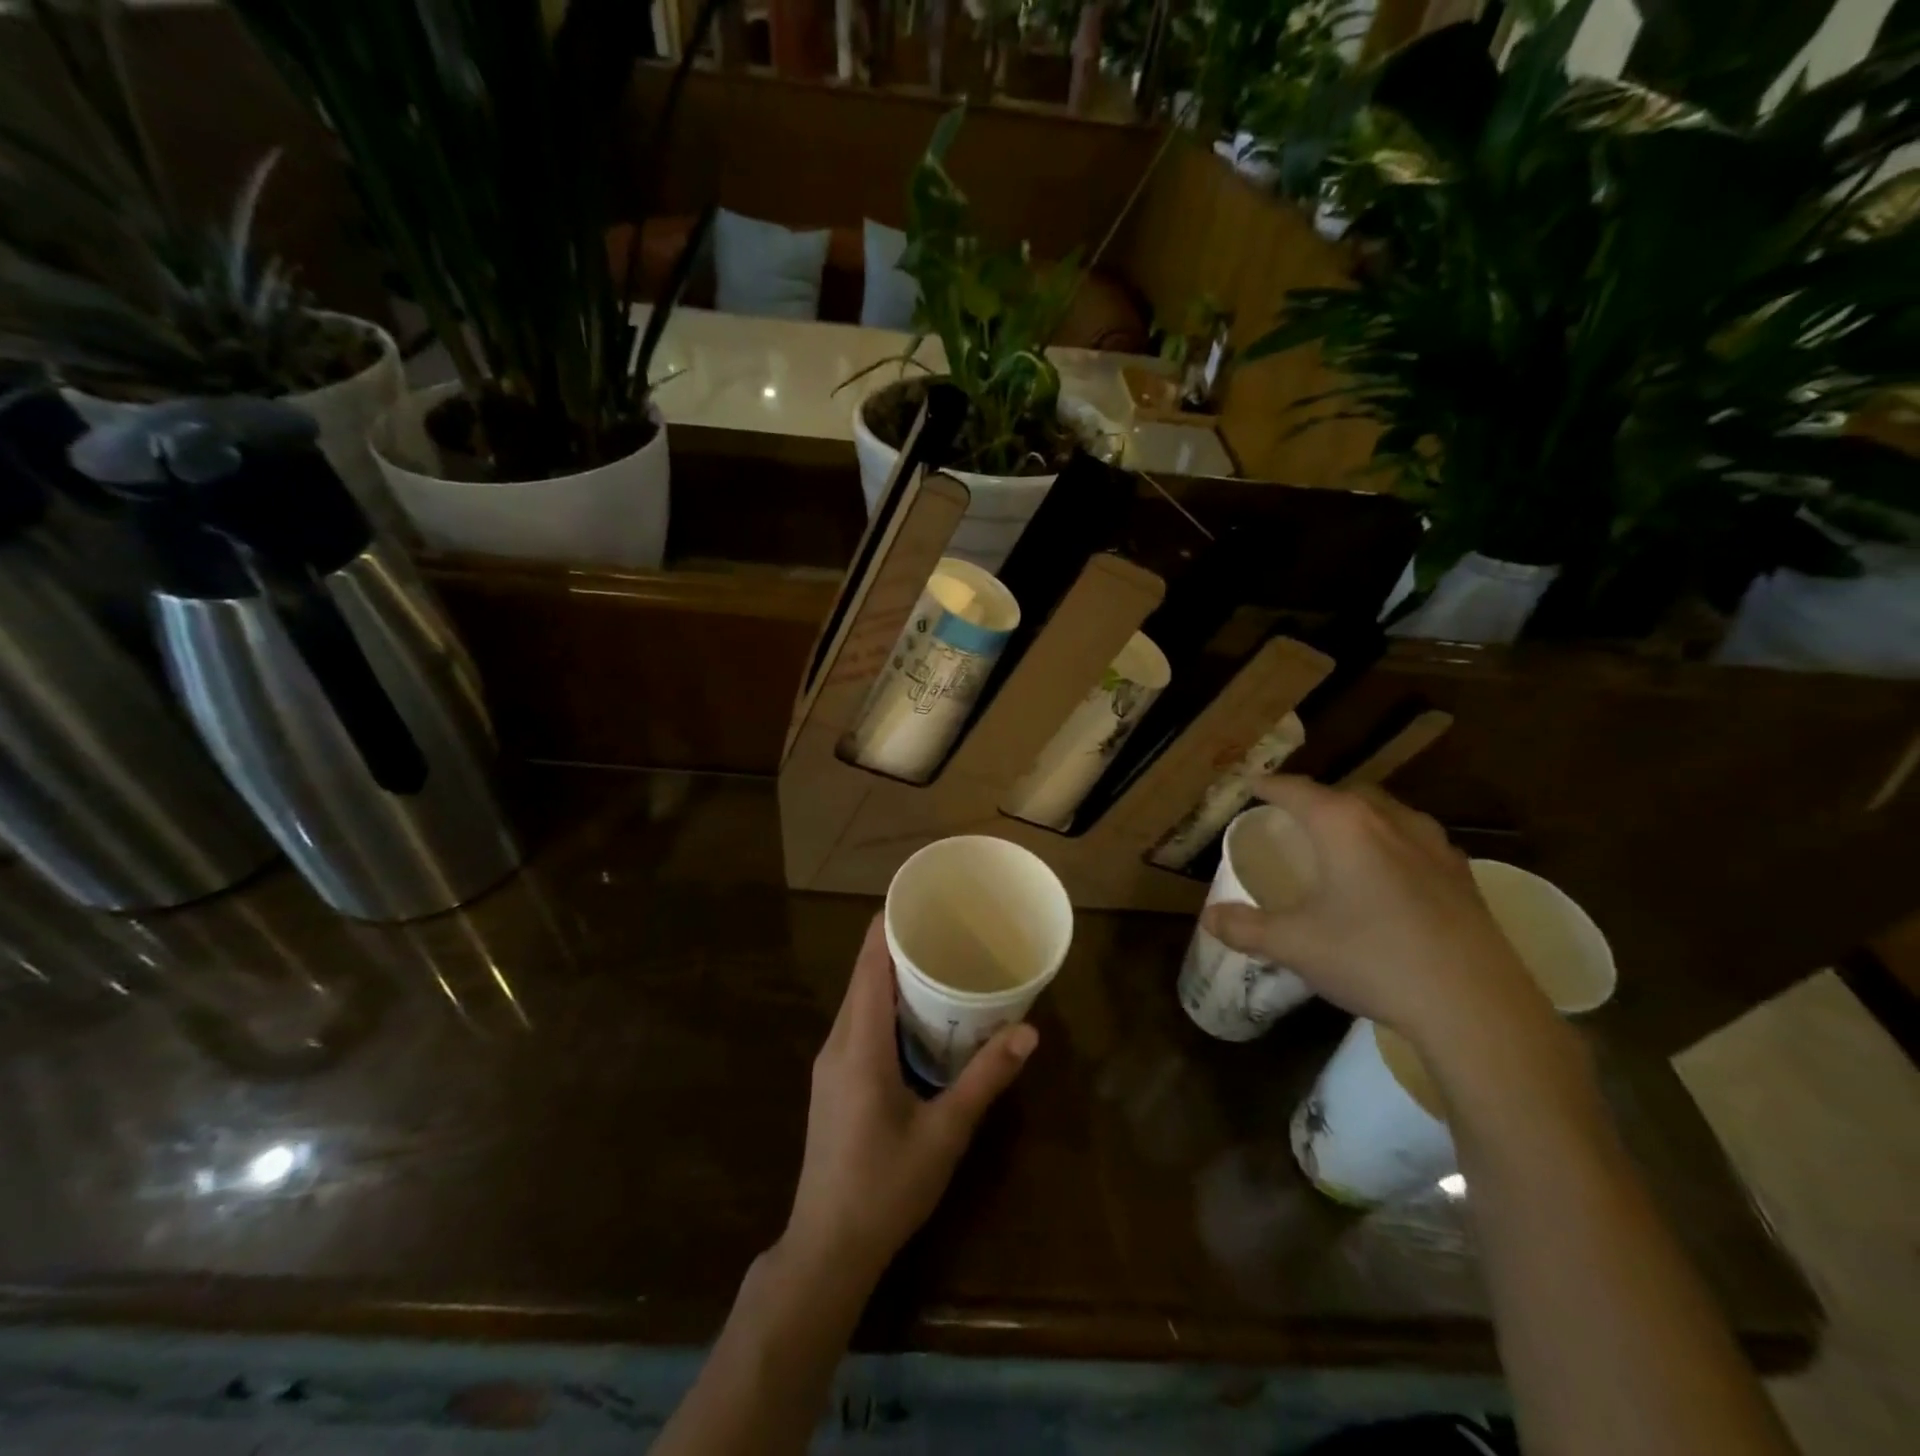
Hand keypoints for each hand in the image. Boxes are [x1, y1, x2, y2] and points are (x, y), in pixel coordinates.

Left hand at [783, 914, 1036, 1283]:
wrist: (827, 1248)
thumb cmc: (886, 1187)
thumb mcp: (945, 1133)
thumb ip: (985, 1079)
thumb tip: (1028, 1032)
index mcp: (859, 1044)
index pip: (868, 964)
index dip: (888, 925)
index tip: (921, 900)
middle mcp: (838, 1043)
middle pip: (863, 975)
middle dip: (898, 945)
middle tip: (946, 928)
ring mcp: (830, 1063)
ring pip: (859, 1000)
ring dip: (892, 976)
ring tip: (938, 962)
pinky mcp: (833, 1082)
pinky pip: (858, 1024)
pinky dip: (884, 1005)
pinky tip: (917, 1017)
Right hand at [1200, 777, 1549, 1051]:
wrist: (1475, 1005)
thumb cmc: (1372, 959)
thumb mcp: (1295, 945)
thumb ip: (1246, 927)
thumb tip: (1208, 917)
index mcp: (1344, 825)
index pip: (1295, 789)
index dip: (1267, 786)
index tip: (1249, 786)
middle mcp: (1390, 821)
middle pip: (1345, 794)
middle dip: (1315, 800)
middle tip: (1293, 820)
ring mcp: (1434, 845)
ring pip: (1387, 813)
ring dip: (1358, 819)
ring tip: (1341, 844)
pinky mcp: (1463, 875)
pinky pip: (1416, 841)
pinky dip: (1392, 845)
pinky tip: (1389, 878)